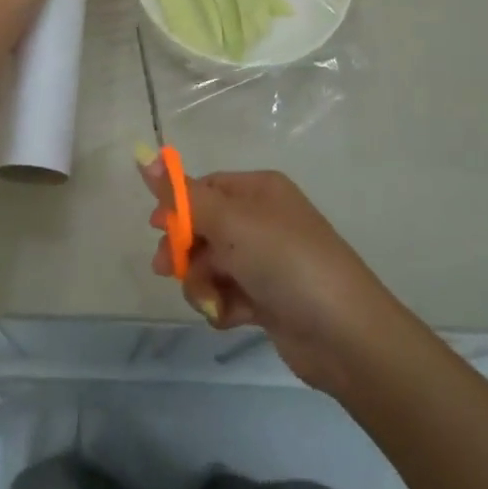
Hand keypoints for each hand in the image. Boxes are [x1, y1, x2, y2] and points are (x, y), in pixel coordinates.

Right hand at [140, 165, 403, 394]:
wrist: (343, 333)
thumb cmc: (284, 261)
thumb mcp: (229, 221)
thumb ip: (182, 195)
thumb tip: (143, 155)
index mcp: (259, 191)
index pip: (205, 188)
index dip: (178, 207)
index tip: (156, 229)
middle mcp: (263, 220)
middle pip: (203, 228)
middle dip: (185, 250)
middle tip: (168, 269)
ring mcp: (266, 261)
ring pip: (211, 265)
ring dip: (203, 284)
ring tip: (213, 301)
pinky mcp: (267, 299)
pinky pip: (228, 294)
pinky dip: (223, 306)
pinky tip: (232, 317)